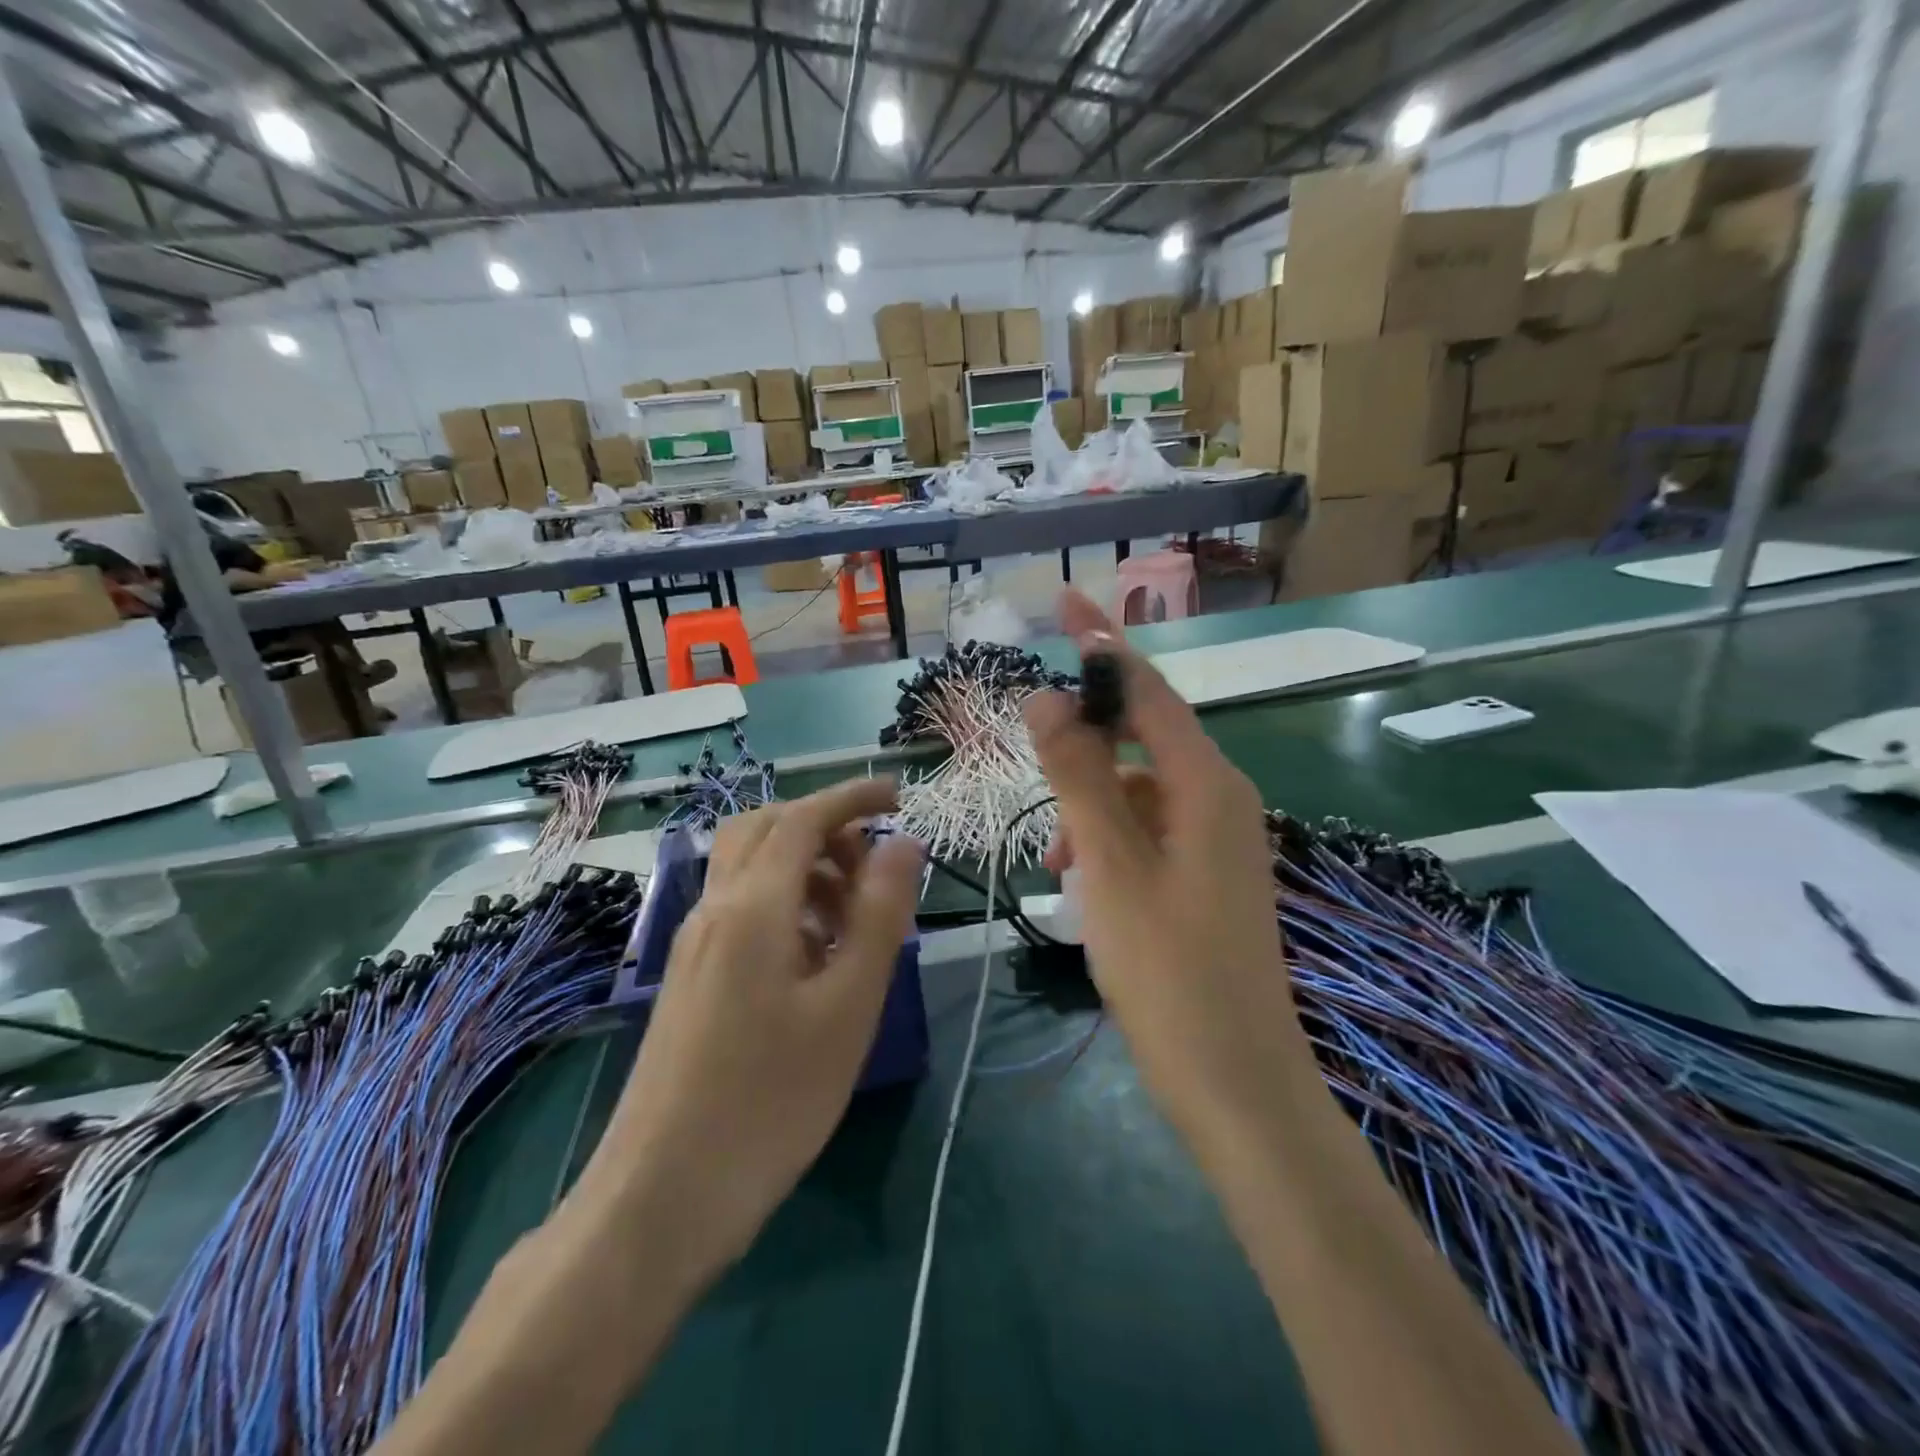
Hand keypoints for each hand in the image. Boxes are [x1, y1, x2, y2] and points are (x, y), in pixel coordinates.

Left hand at [560, 779, 921, 1289]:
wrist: (662, 1193)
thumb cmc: (771, 1099)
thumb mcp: (847, 1005)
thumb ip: (879, 915)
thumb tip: (903, 843)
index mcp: (753, 906)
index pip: (803, 818)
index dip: (853, 796)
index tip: (899, 796)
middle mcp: (716, 908)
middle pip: (766, 829)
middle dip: (824, 826)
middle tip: (874, 862)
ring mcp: (695, 942)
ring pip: (750, 868)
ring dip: (805, 866)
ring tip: (855, 915)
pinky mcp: (691, 975)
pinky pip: (741, 908)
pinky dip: (785, 901)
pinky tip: (816, 953)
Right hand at [1024, 591, 1314, 1149]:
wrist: (1236, 1083)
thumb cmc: (1168, 970)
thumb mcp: (1110, 864)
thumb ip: (1079, 775)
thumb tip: (1048, 698)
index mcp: (1207, 784)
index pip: (1147, 688)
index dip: (1102, 642)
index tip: (1064, 600)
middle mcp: (1221, 798)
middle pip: (1141, 738)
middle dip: (1082, 747)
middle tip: (1034, 765)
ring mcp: (1218, 840)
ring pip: (1138, 792)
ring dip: (1089, 808)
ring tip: (1053, 860)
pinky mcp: (1207, 875)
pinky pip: (1148, 832)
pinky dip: (1108, 842)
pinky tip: (1079, 883)